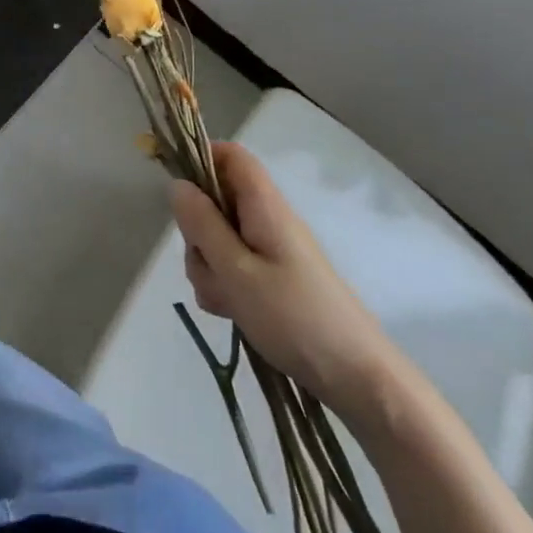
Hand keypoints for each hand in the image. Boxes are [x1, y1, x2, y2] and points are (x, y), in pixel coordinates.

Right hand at [170, 142, 399, 420]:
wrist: (355, 376)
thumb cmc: (294, 317)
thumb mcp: (236, 271)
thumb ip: (203, 225)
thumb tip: (177, 185)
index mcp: (265, 206)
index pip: (231, 156)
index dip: (201, 160)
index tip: (178, 194)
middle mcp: (268, 220)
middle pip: (217, 202)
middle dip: (198, 232)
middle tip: (207, 266)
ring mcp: (271, 250)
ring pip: (219, 239)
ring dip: (208, 265)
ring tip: (225, 299)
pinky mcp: (272, 278)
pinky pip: (233, 267)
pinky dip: (224, 285)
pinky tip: (232, 312)